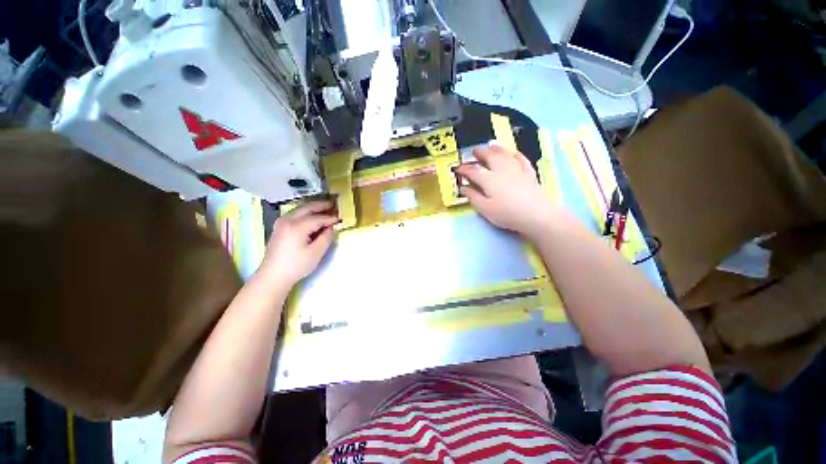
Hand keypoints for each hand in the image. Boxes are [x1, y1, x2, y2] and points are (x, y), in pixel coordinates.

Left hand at [256, 200, 338, 288]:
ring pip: (300, 209)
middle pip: (307, 208)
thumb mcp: (316, 252)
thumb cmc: (296, 265)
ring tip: (325, 209)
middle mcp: (288, 220)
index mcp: (297, 226)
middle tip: (334, 205)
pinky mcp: (279, 227)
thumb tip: (331, 227)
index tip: (340, 217)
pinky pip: (295, 214)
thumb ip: (326, 237)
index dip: (330, 217)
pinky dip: (306, 213)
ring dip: (313, 208)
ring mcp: (281, 222)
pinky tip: (312, 217)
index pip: (318, 218)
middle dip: (322, 206)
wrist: (273, 275)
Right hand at [455, 143, 554, 238]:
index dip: (463, 169)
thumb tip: (462, 188)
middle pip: (489, 156)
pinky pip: (521, 159)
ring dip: (496, 149)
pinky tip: (513, 153)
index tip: (457, 169)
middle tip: (473, 152)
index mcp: (489, 179)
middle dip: (480, 153)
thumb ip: (473, 197)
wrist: (536, 214)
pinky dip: (515, 154)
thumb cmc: (507, 213)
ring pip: (505, 154)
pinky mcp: (529, 173)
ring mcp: (517, 169)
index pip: (473, 170)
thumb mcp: (485, 209)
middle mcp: (502, 169)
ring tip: (490, 146)